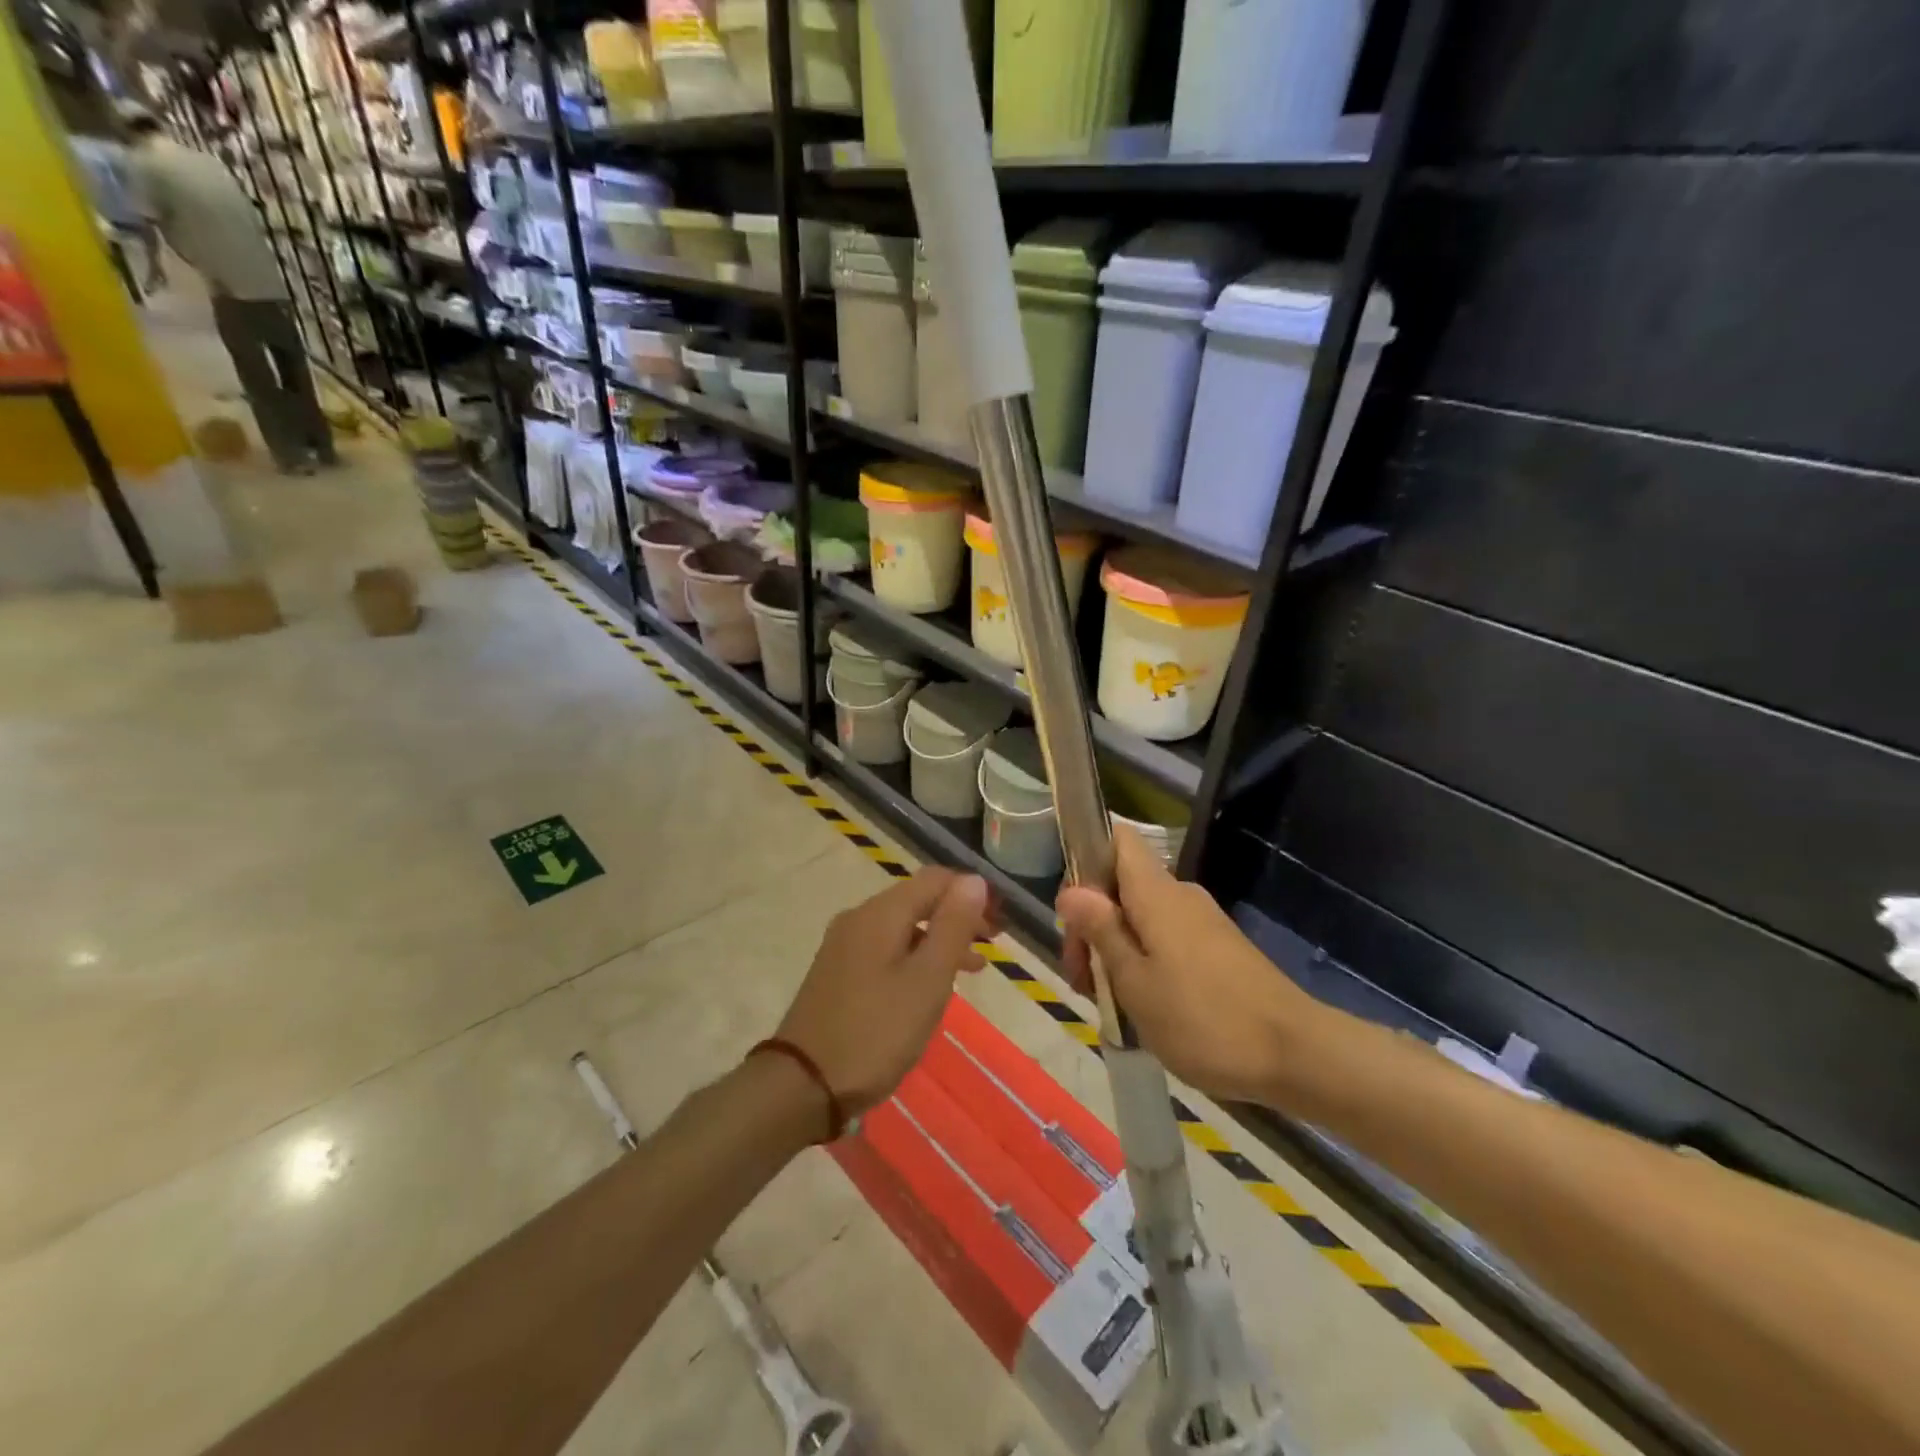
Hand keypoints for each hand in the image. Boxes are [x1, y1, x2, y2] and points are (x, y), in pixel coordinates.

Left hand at [777, 868, 994, 1114]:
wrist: (803, 1085)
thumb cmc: (876, 1032)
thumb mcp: (927, 980)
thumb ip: (953, 927)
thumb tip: (975, 880)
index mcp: (881, 913)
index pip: (936, 879)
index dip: (972, 892)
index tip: (1002, 921)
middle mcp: (860, 918)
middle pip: (918, 899)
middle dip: (958, 915)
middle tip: (994, 942)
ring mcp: (844, 945)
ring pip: (903, 926)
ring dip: (940, 938)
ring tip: (974, 967)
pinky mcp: (838, 971)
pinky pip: (886, 948)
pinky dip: (916, 956)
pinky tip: (930, 984)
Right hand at [1057, 825, 1323, 1104]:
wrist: (1296, 1054)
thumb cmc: (1203, 1019)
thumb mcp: (1135, 981)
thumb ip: (1101, 931)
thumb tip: (1070, 890)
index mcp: (1156, 893)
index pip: (1117, 839)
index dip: (1086, 860)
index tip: (1072, 912)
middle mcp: (1180, 896)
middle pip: (1121, 886)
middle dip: (1093, 924)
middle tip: (1084, 981)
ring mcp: (1202, 922)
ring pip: (1142, 917)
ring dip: (1116, 950)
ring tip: (1110, 1004)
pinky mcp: (1218, 949)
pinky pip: (1166, 939)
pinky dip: (1144, 963)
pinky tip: (1143, 1007)